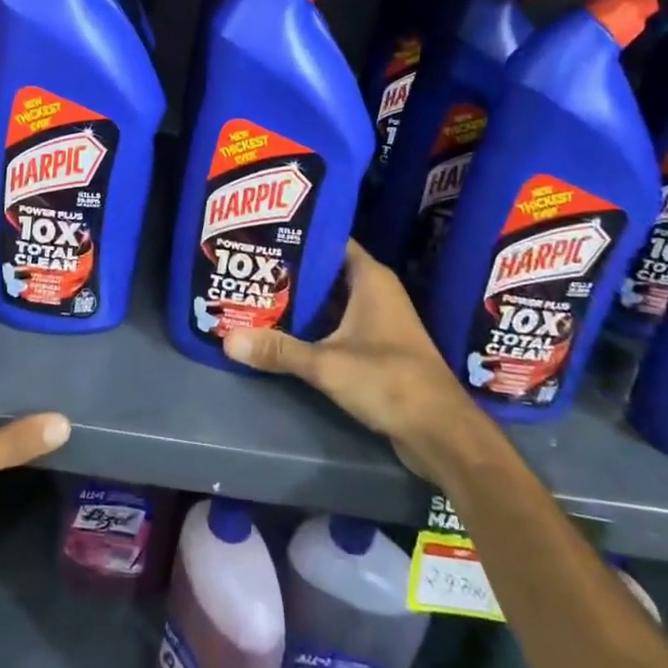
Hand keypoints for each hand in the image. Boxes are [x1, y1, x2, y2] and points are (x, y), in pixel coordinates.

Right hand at [223, 240, 469, 477]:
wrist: (441, 432)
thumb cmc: (389, 381)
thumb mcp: (326, 364)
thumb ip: (278, 350)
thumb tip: (226, 339)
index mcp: (370, 278)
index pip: (329, 239)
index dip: (298, 235)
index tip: (261, 234)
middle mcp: (375, 291)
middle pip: (325, 271)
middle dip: (289, 271)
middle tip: (248, 266)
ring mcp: (377, 319)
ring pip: (330, 300)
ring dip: (299, 301)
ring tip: (255, 294)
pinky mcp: (376, 347)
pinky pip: (336, 324)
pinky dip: (312, 325)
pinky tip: (281, 330)